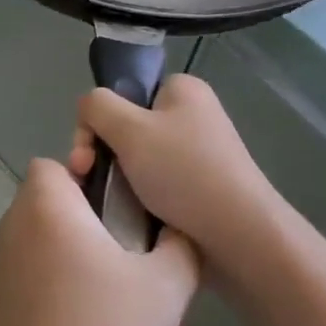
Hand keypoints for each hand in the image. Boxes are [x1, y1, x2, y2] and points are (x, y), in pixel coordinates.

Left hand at [0, 159, 198, 325]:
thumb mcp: (165, 287)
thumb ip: (180, 247)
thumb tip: (176, 231)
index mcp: (46, 206)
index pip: (55, 164)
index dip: (88, 176)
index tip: (121, 209)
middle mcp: (15, 226)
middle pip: (56, 205)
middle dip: (96, 225)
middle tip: (136, 262)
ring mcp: (2, 265)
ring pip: (51, 245)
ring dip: (86, 262)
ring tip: (127, 305)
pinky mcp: (0, 300)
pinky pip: (39, 277)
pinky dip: (66, 289)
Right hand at [69, 74, 276, 267]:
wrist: (239, 235)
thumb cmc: (183, 172)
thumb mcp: (129, 128)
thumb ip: (97, 106)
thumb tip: (88, 109)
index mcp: (182, 90)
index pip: (123, 93)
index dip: (98, 121)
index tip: (87, 155)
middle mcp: (192, 115)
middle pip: (125, 127)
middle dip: (100, 154)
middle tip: (86, 180)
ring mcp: (197, 153)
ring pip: (136, 160)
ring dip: (114, 179)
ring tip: (102, 203)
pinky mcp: (199, 187)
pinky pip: (154, 184)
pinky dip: (137, 198)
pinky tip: (127, 215)